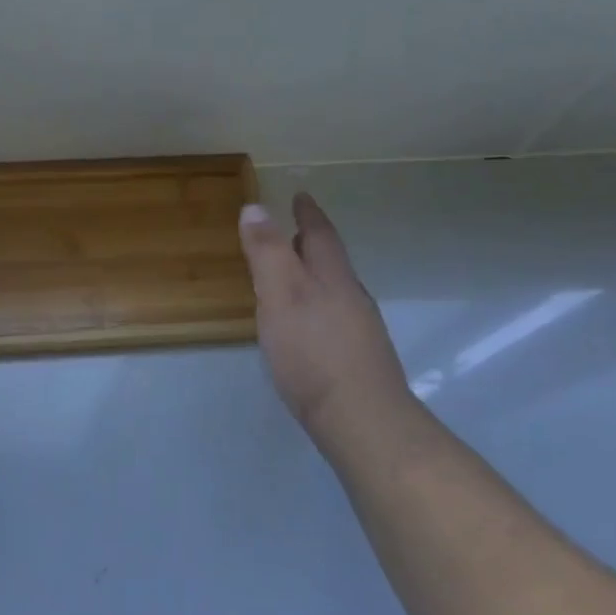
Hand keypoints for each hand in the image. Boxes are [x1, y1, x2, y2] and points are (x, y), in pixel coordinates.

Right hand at [238, 194, 427, 456]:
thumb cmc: (313, 351)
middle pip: (331, 262)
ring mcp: (358, 331)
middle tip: (295, 231)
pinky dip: (317, 307)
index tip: (300, 196)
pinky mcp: (356, 360)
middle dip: (312, 244)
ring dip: (315, 276)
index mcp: (332, 277)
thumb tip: (255, 207)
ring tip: (293, 276)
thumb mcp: (281, 295)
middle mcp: (351, 298)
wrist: (360, 418)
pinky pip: (333, 318)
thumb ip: (267, 252)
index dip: (308, 214)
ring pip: (334, 291)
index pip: (320, 235)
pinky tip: (305, 327)